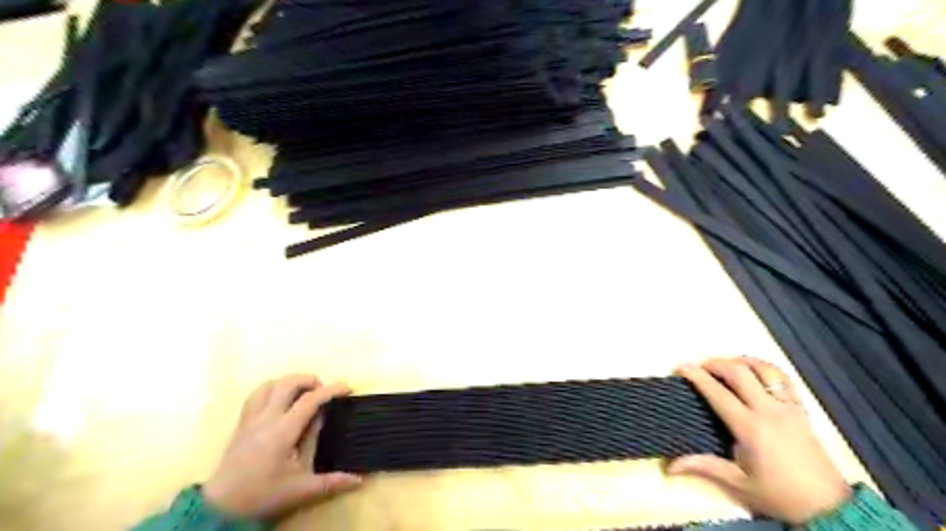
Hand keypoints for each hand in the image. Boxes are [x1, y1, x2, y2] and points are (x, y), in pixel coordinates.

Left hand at [203, 376, 361, 520]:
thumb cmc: (262, 495)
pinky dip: (272, 388)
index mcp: (283, 431)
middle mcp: (266, 418)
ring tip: (302, 391)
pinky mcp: (241, 424)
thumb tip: (359, 480)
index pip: (310, 400)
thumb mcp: (300, 490)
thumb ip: (330, 482)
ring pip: (269, 385)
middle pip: (288, 383)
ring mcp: (251, 419)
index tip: (347, 387)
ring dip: (289, 381)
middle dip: (309, 380)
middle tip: (323, 391)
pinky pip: (255, 395)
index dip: (331, 390)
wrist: (219, 508)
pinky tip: (279, 399)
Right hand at [668, 355, 853, 523]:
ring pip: (763, 369)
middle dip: (715, 363)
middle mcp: (769, 410)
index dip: (696, 376)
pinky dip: (765, 368)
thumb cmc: (779, 495)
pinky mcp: (801, 409)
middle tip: (699, 367)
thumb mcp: (739, 484)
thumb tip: (670, 466)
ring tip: (725, 365)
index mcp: (750, 427)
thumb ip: (705, 467)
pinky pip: (783, 378)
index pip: (717, 393)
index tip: (681, 368)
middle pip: (739, 372)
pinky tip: (754, 371)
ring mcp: (788, 407)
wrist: (829, 507)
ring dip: (740, 361)